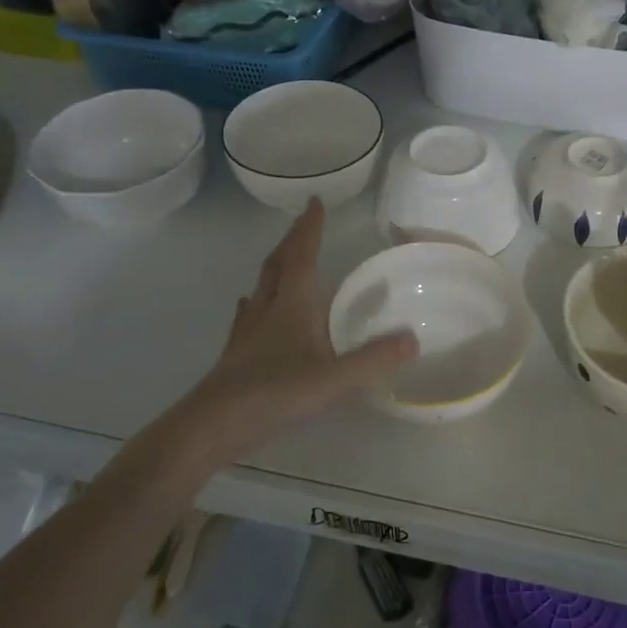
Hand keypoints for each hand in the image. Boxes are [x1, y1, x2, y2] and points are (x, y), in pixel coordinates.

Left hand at [169, 199, 416, 460]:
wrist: (213, 425)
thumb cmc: (276, 393)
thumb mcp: (334, 379)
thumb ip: (373, 359)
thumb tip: (413, 339)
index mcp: (292, 304)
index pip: (302, 256)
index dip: (310, 229)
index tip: (314, 202)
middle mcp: (267, 309)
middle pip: (278, 264)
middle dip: (292, 241)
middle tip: (303, 224)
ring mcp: (248, 331)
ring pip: (261, 287)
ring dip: (275, 267)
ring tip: (283, 260)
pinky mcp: (236, 354)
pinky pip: (248, 315)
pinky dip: (256, 303)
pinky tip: (252, 308)